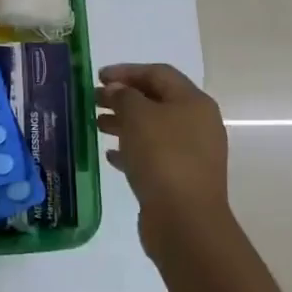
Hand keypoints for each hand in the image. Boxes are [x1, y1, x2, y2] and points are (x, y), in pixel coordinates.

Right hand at [95, 63, 231, 239]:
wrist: (185, 220)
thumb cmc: (162, 157)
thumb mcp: (137, 116)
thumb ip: (123, 96)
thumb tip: (116, 90)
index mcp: (193, 102)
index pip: (158, 73)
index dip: (126, 71)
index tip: (98, 77)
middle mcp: (198, 124)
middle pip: (156, 100)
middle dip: (123, 97)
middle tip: (93, 100)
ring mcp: (192, 153)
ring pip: (153, 129)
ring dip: (125, 123)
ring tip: (97, 125)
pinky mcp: (181, 178)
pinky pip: (154, 155)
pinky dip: (132, 150)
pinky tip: (110, 155)